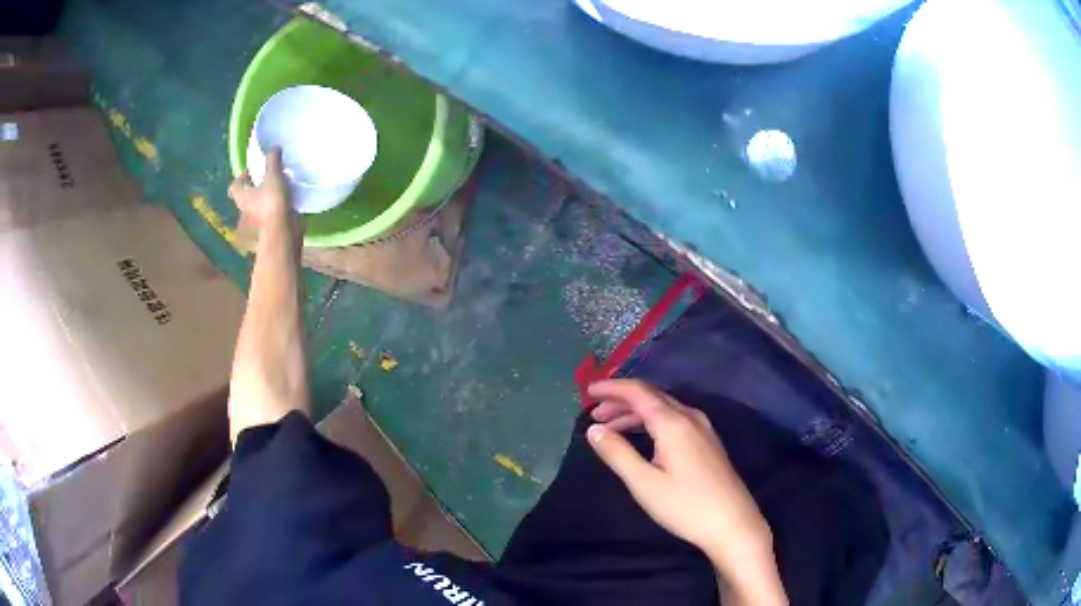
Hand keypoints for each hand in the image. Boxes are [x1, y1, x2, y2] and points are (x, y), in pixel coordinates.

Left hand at [228, 147, 293, 229]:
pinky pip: (270, 212)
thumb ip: (273, 160)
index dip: (241, 177)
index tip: (252, 171)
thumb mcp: (273, 175)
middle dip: (256, 186)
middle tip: (268, 176)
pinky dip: (275, 206)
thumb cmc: (272, 202)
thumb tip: (273, 147)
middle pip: (247, 195)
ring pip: (258, 203)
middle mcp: (245, 208)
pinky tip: (286, 199)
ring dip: (266, 196)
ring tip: (280, 186)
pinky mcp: (268, 226)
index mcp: (241, 196)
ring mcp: (256, 219)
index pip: (234, 185)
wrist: (282, 232)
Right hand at [586, 379, 785, 604]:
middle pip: (651, 396)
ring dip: (635, 412)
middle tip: (594, 412)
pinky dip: (651, 421)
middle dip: (621, 400)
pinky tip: (641, 437)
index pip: (638, 392)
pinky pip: (674, 419)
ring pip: (663, 408)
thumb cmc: (686, 505)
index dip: (612, 388)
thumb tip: (594, 430)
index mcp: (674, 422)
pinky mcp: (707, 442)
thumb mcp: (644, 483)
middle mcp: (690, 417)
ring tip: (610, 426)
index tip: (587, 391)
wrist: (733, 524)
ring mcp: (703, 429)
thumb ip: (617, 453)